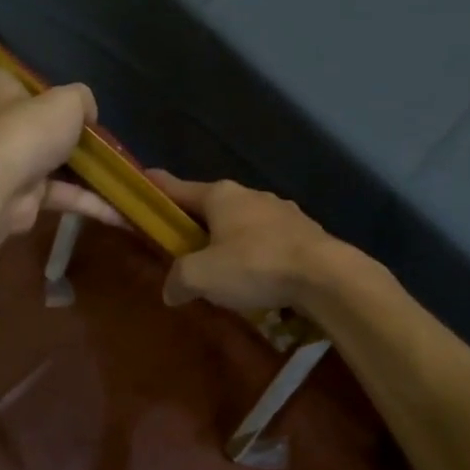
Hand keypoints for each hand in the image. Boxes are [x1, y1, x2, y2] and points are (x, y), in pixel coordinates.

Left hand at [0, 64, 121, 235]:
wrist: (2, 190)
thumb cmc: (26, 131)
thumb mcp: (66, 102)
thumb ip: (80, 100)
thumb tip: (86, 115)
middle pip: (17, 121)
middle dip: (47, 126)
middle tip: (85, 128)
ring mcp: (8, 165)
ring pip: (47, 162)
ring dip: (80, 170)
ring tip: (118, 172)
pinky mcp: (24, 199)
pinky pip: (62, 196)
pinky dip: (90, 203)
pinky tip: (122, 211)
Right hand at [149, 170, 339, 310]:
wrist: (325, 275)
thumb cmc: (255, 265)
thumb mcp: (202, 276)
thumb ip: (179, 280)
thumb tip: (172, 290)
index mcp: (220, 195)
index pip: (178, 188)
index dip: (158, 187)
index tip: (144, 179)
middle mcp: (250, 195)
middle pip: (212, 207)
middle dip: (197, 224)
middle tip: (184, 246)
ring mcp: (281, 211)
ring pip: (244, 224)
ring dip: (231, 241)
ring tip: (225, 270)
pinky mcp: (305, 232)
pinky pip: (269, 241)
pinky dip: (258, 255)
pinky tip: (260, 279)